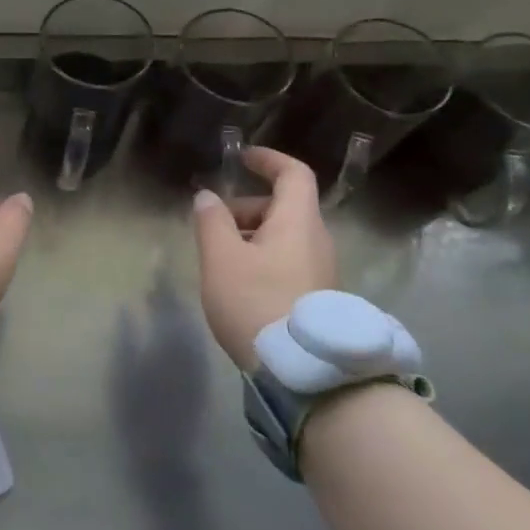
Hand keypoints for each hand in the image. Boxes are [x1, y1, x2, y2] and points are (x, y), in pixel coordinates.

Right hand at [193, 147, 335, 369]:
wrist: (304, 372)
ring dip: (252, 236)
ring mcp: (322, 270)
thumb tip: (207, 197)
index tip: (242, 157)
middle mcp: (318, 240)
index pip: (293, 174)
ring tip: (220, 261)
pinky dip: (263, 258)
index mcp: (298, 222)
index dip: (268, 160)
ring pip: (285, 236)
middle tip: (213, 226)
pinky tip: (240, 286)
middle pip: (284, 207)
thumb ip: (212, 222)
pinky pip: (289, 261)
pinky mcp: (319, 297)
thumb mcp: (221, 259)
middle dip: (246, 207)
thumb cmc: (256, 302)